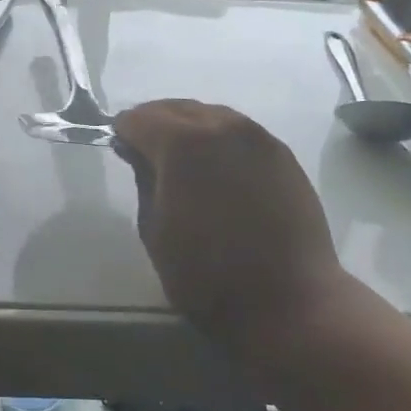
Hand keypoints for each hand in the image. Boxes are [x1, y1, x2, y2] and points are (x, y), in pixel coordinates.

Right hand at [113, 100, 345, 345]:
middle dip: (156, 123)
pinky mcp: (283, 154)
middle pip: (177, 108)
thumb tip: (136, 151)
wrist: (290, 302)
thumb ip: (143, 180)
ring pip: (212, 115)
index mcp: (182, 144)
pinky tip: (218, 169)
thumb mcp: (155, 231)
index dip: (124, 131)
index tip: (121, 149)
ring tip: (183, 161)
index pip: (140, 118)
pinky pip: (240, 132)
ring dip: (190, 128)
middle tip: (147, 152)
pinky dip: (221, 140)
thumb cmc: (208, 276)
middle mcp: (221, 126)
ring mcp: (258, 137)